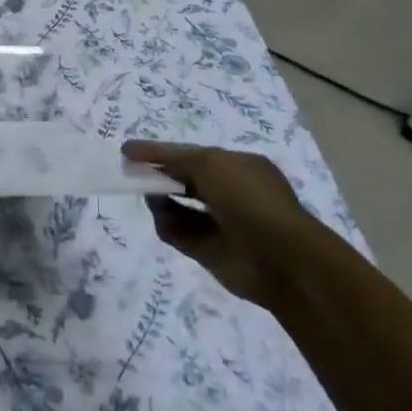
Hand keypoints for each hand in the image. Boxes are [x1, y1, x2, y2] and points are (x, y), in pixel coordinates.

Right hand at [120, 140, 328, 306]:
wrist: (281, 259)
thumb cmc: (248, 199)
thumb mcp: (209, 163)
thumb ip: (171, 157)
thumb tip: (135, 153)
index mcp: (239, 168)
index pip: (194, 155)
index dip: (162, 152)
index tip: (130, 150)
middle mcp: (231, 193)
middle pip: (184, 180)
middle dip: (160, 175)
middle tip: (132, 173)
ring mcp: (220, 223)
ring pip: (178, 207)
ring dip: (160, 200)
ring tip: (146, 195)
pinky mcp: (210, 251)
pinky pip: (179, 233)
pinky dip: (167, 225)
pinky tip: (160, 217)